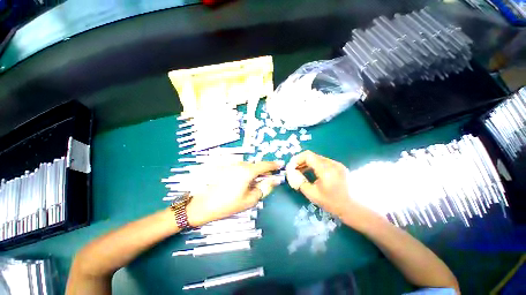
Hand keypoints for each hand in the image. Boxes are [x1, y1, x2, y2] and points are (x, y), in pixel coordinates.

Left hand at [186, 161, 282, 226]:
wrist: (202, 205)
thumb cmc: (228, 204)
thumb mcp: (250, 200)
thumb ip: (264, 188)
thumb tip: (274, 180)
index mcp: (247, 171)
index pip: (265, 165)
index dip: (274, 165)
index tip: (280, 165)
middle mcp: (240, 164)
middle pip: (256, 165)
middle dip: (263, 172)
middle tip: (267, 180)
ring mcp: (231, 164)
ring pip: (248, 166)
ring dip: (253, 173)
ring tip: (252, 184)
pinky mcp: (225, 167)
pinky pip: (240, 168)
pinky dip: (245, 172)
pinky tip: (241, 182)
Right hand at [286, 151, 372, 222]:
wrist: (353, 208)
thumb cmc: (332, 203)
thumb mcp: (312, 194)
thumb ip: (300, 182)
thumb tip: (292, 174)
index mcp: (326, 169)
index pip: (308, 155)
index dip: (297, 159)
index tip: (291, 166)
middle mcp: (332, 163)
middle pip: (312, 156)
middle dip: (301, 161)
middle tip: (294, 169)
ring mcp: (337, 164)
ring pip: (317, 158)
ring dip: (307, 163)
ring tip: (300, 171)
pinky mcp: (339, 167)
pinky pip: (323, 162)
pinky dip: (314, 165)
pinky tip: (311, 173)